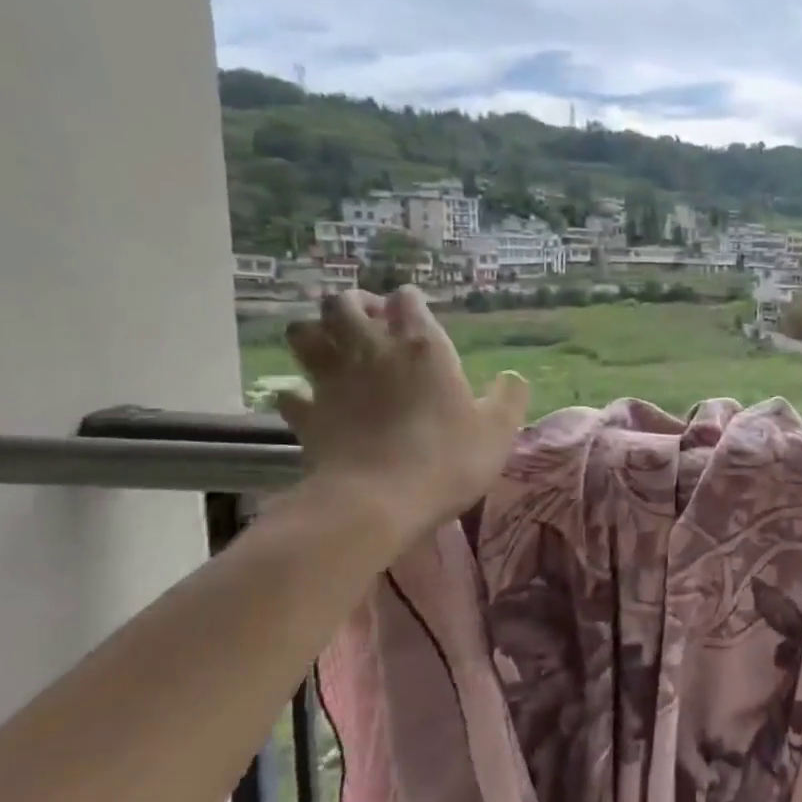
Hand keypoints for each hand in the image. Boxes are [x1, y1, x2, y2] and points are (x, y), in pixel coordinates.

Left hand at [275, 287, 528, 541]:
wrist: (377, 502)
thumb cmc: (447, 459)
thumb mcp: (499, 430)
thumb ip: (509, 397)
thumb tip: (512, 377)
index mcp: (422, 347)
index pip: (407, 299)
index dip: (410, 301)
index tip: (416, 314)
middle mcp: (371, 351)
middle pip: (343, 303)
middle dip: (355, 305)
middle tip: (370, 323)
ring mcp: (331, 381)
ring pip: (303, 333)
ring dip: (316, 333)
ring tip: (334, 348)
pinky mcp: (307, 414)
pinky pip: (288, 391)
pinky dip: (297, 392)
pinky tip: (311, 401)